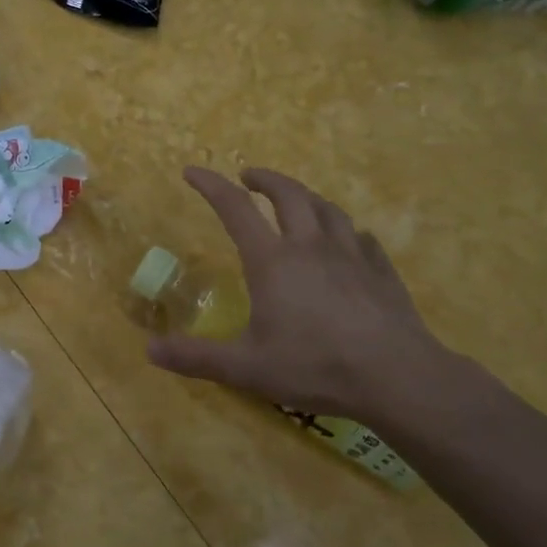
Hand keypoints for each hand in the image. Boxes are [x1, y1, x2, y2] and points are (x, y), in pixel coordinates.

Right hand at [148, 167, 457, 426]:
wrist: (397, 377)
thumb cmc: (314, 366)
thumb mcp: (245, 368)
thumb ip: (196, 357)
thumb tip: (149, 350)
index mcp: (272, 261)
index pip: (235, 209)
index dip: (211, 185)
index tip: (192, 170)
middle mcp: (310, 246)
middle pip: (288, 195)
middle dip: (264, 179)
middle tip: (249, 177)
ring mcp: (351, 256)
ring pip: (327, 209)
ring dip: (305, 197)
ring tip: (296, 200)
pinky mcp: (381, 272)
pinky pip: (362, 239)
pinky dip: (346, 231)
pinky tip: (348, 241)